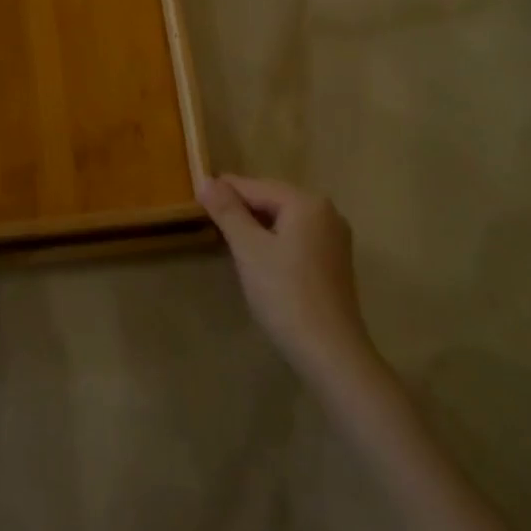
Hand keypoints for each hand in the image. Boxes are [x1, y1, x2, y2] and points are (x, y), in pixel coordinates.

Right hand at [198, 175, 373, 381]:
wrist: (329, 350)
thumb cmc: (284, 294)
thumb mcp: (248, 249)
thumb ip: (227, 211)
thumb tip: (206, 180)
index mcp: (307, 203)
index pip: (256, 186)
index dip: (224, 191)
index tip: (196, 197)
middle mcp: (327, 212)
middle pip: (273, 199)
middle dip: (241, 208)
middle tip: (208, 219)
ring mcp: (334, 238)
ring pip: (285, 220)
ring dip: (256, 225)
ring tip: (227, 237)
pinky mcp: (334, 261)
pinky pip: (297, 237)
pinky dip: (274, 240)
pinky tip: (257, 257)